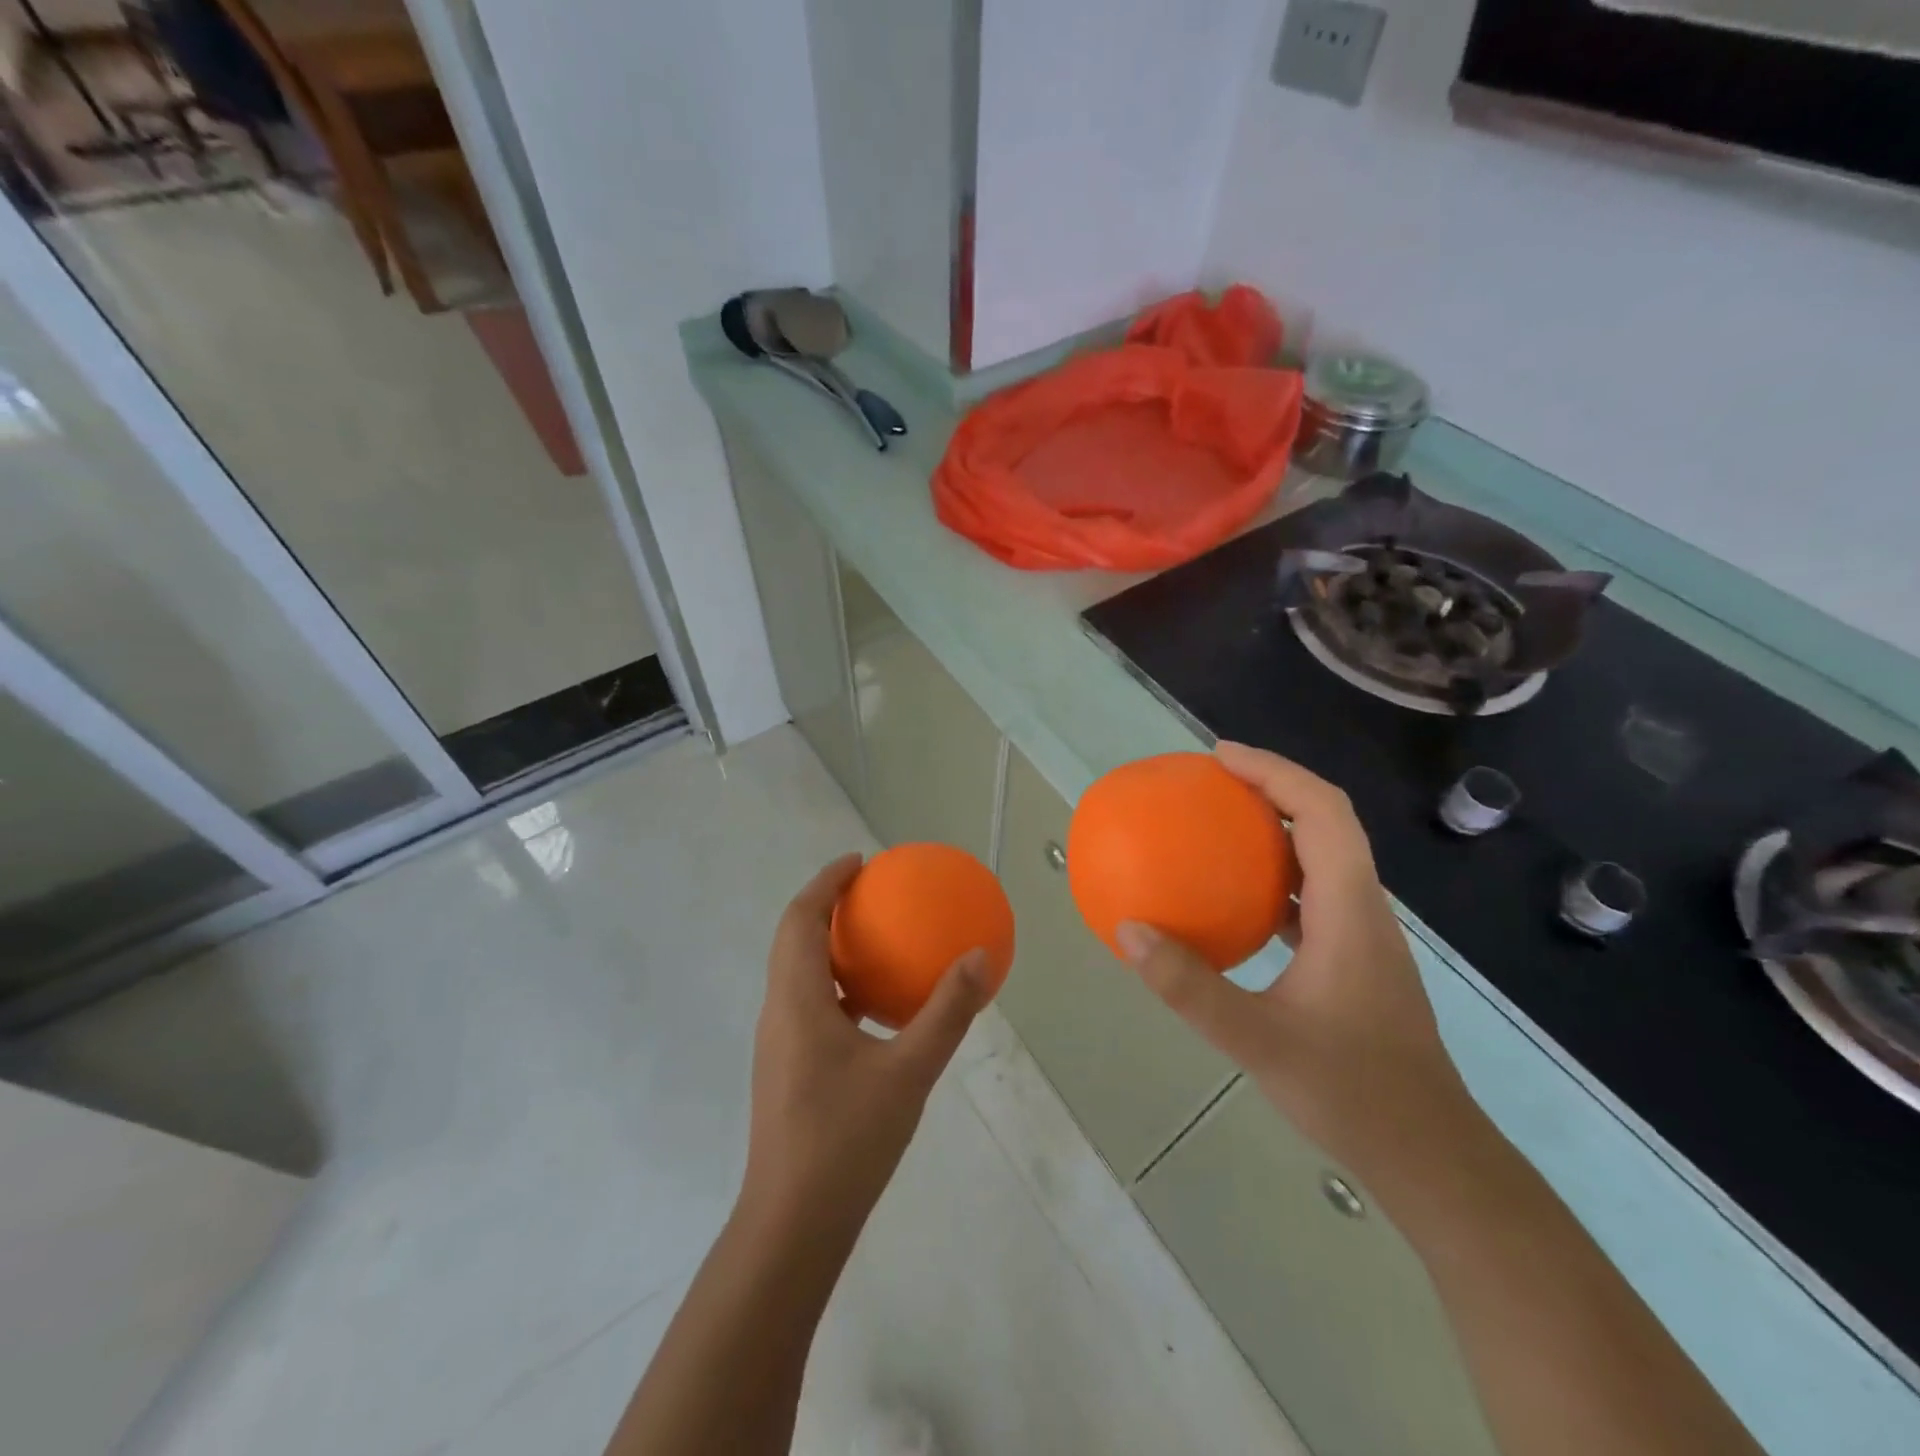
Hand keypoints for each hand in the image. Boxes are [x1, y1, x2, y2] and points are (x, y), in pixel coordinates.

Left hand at [739, 855, 992, 1246]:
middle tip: (871, 894)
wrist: (792, 1225)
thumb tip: (979, 956)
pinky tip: (876, 1011)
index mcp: (796, 1000)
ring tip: (877, 942)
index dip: (825, 882)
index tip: (859, 862)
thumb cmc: (846, 1140)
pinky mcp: (787, 1071)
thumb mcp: (909, 1072)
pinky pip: (810, 1006)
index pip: (800, 919)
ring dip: (830, 948)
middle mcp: (779, 1013)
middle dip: (827, 907)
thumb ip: (946, 1012)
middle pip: (793, 940)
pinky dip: (838, 987)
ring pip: (799, 974)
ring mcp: (779, 1045)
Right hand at [1116, 743, 1478, 1188]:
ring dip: (1276, 826)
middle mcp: (1362, 908)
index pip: (1322, 812)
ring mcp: (1362, 935)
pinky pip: (1312, 893)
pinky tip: (1235, 899)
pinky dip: (1275, 875)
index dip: (1275, 771)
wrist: (1432, 1157)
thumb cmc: (1353, 1093)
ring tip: (1218, 823)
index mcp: (1349, 910)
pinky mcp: (1354, 959)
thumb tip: (1129, 931)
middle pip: (1326, 821)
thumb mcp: (1258, 1041)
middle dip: (1273, 786)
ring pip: (1323, 855)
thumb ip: (1190, 987)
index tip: (1220, 756)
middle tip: (1212, 780)